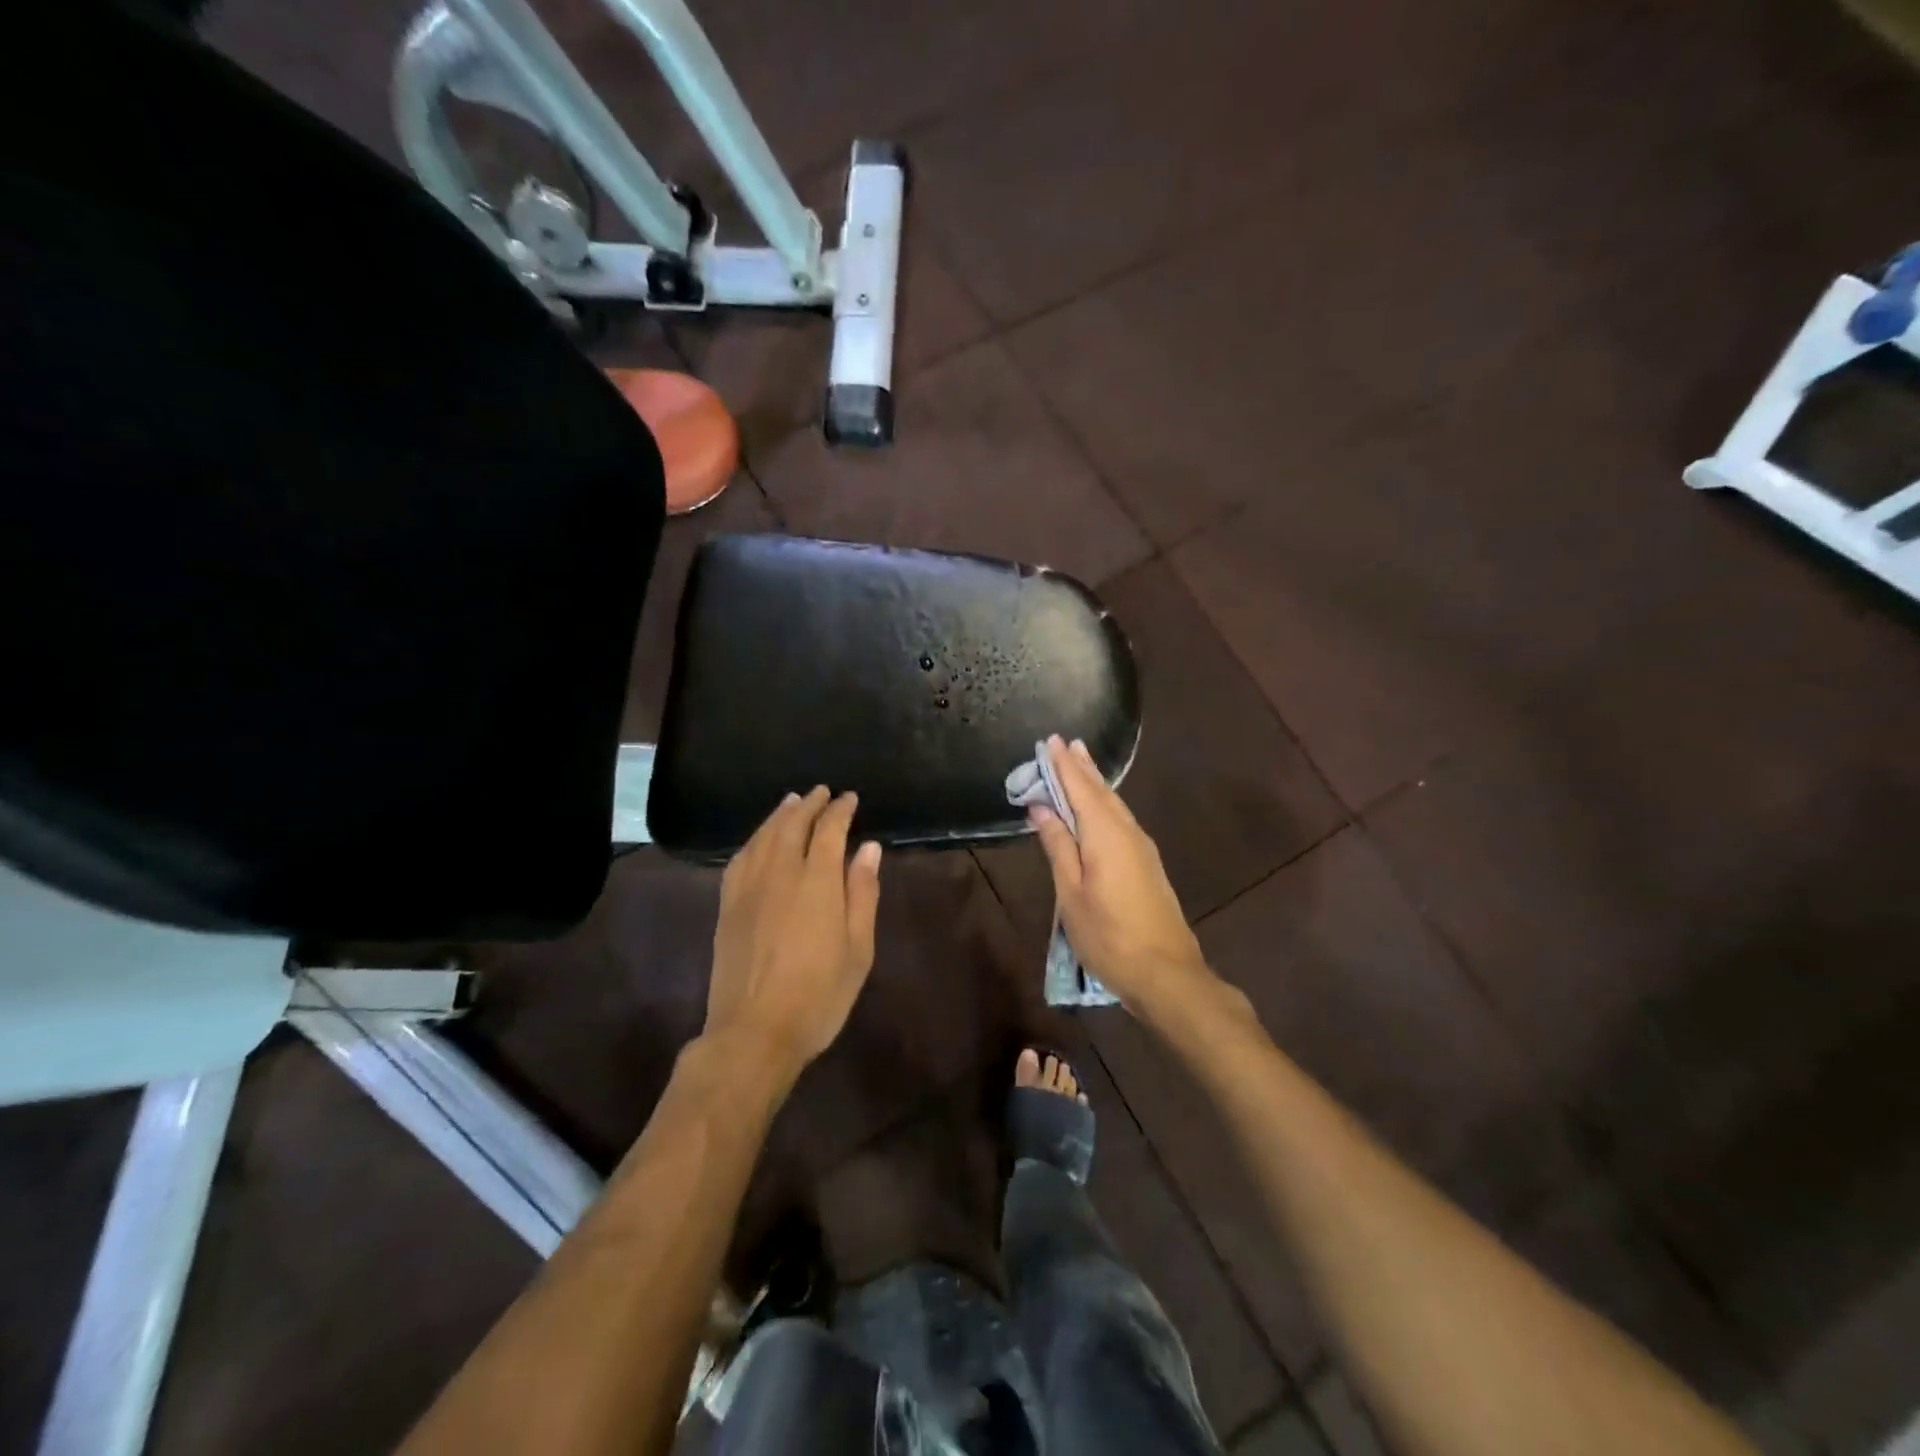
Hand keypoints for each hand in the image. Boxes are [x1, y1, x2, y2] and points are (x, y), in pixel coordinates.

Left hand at [705, 787, 882, 1080]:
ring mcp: (748, 889)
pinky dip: (753, 840)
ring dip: (780, 815)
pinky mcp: (728, 906)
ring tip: (792, 802)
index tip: (850, 798)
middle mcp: (780, 875)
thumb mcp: (858, 950)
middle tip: (822, 792)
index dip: (840, 810)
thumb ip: (862, 894)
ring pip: (763, 837)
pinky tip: (759, 840)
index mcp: (817, 883)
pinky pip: (739, 859)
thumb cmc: (819, 996)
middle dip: (809, 804)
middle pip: (792, 825)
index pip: (829, 830)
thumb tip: (868, 848)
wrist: (754, 1033)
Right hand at [1028, 737, 1214, 1018]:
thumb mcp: (1071, 893)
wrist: (1166, 972)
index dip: (1064, 765)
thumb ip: (1058, 846)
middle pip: (1101, 792)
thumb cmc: (1108, 935)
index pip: (1080, 789)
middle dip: (1082, 767)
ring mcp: (1143, 848)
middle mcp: (1128, 832)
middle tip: (1066, 743)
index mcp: (1105, 835)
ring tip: (1080, 763)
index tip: (1050, 740)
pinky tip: (1100, 807)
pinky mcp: (1148, 863)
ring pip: (1115, 805)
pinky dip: (1105, 804)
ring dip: (1095, 783)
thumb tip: (1041, 807)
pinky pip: (1122, 820)